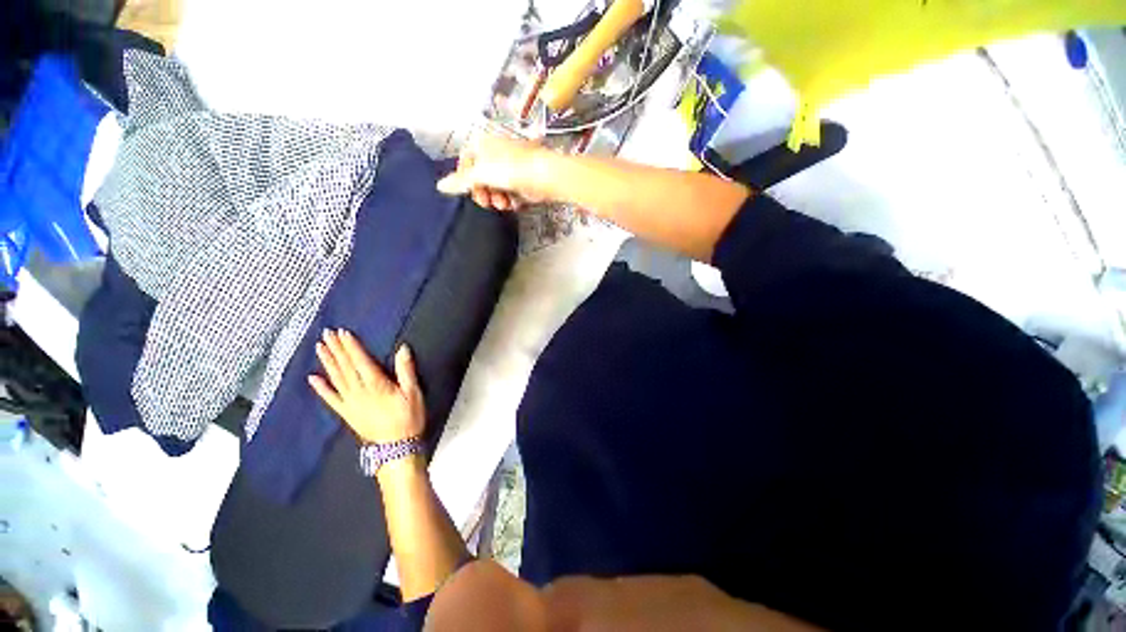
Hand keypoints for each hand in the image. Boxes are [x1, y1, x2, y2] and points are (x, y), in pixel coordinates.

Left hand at [308, 329, 424, 443]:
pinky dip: (321, 388)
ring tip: (320, 347)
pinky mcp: (346, 413)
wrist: (396, 447)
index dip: (351, 346)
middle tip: (326, 333)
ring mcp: (349, 402)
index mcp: (376, 384)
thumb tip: (403, 348)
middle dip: (336, 349)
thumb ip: (406, 370)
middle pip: (345, 366)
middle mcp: (358, 391)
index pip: (360, 360)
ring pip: (336, 378)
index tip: (342, 332)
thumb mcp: (413, 392)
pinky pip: (330, 399)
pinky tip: (312, 378)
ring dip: (327, 362)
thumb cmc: (408, 417)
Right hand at [435, 130, 552, 210]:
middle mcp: (497, 153)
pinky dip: (511, 200)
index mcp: (484, 144)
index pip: (466, 161)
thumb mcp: (480, 174)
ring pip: (497, 187)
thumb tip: (439, 186)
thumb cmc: (511, 169)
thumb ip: (460, 182)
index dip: (465, 179)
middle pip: (482, 177)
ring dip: (498, 199)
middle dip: (483, 192)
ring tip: (504, 204)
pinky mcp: (525, 181)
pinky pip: (512, 193)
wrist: (544, 176)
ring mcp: (512, 167)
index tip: (467, 191)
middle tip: (487, 203)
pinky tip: (514, 204)